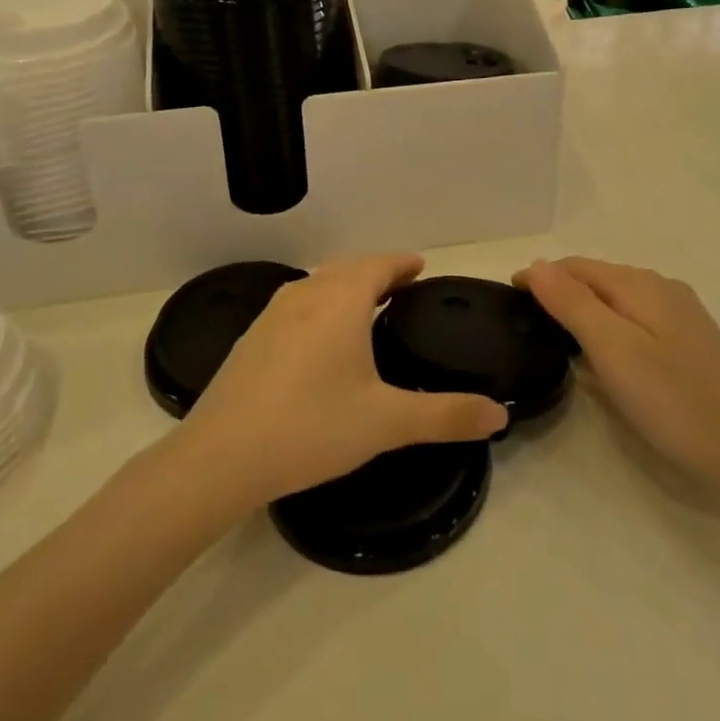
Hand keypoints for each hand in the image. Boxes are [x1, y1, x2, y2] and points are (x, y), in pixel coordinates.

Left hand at [182, 254, 507, 507]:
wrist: (219, 457)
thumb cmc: (310, 427)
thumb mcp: (386, 422)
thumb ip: (446, 415)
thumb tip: (500, 415)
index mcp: (340, 301)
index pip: (378, 265)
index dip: (402, 263)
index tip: (421, 266)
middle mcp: (305, 295)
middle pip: (347, 269)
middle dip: (377, 272)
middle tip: (402, 287)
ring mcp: (272, 315)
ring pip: (318, 285)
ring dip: (345, 287)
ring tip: (366, 307)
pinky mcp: (251, 339)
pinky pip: (296, 306)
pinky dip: (319, 307)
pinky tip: (319, 339)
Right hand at [516, 257, 719, 493]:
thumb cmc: (676, 400)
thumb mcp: (614, 349)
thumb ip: (573, 303)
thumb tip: (536, 265)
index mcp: (639, 285)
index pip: (575, 266)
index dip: (539, 277)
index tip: (506, 299)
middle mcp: (661, 289)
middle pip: (597, 279)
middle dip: (559, 290)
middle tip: (524, 320)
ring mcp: (680, 316)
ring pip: (617, 300)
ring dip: (583, 309)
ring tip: (554, 336)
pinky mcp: (690, 343)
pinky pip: (635, 321)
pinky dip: (608, 327)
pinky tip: (603, 355)